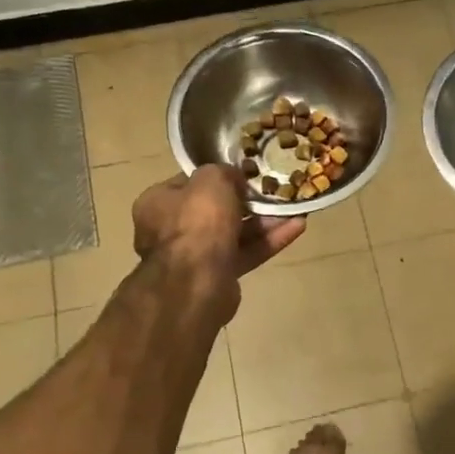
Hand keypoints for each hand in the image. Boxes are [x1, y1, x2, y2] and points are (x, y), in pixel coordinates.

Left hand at [131, 166, 304, 319]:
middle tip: (272, 192)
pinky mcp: (218, 276)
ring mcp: (195, 256)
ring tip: (293, 209)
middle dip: (247, 202)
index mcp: (158, 203)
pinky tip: (296, 227)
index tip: (243, 174)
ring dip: (264, 222)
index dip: (218, 177)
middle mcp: (171, 230)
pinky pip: (246, 253)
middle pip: (215, 210)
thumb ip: (223, 172)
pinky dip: (269, 241)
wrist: (196, 281)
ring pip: (234, 233)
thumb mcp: (211, 180)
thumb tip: (234, 178)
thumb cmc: (197, 222)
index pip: (190, 184)